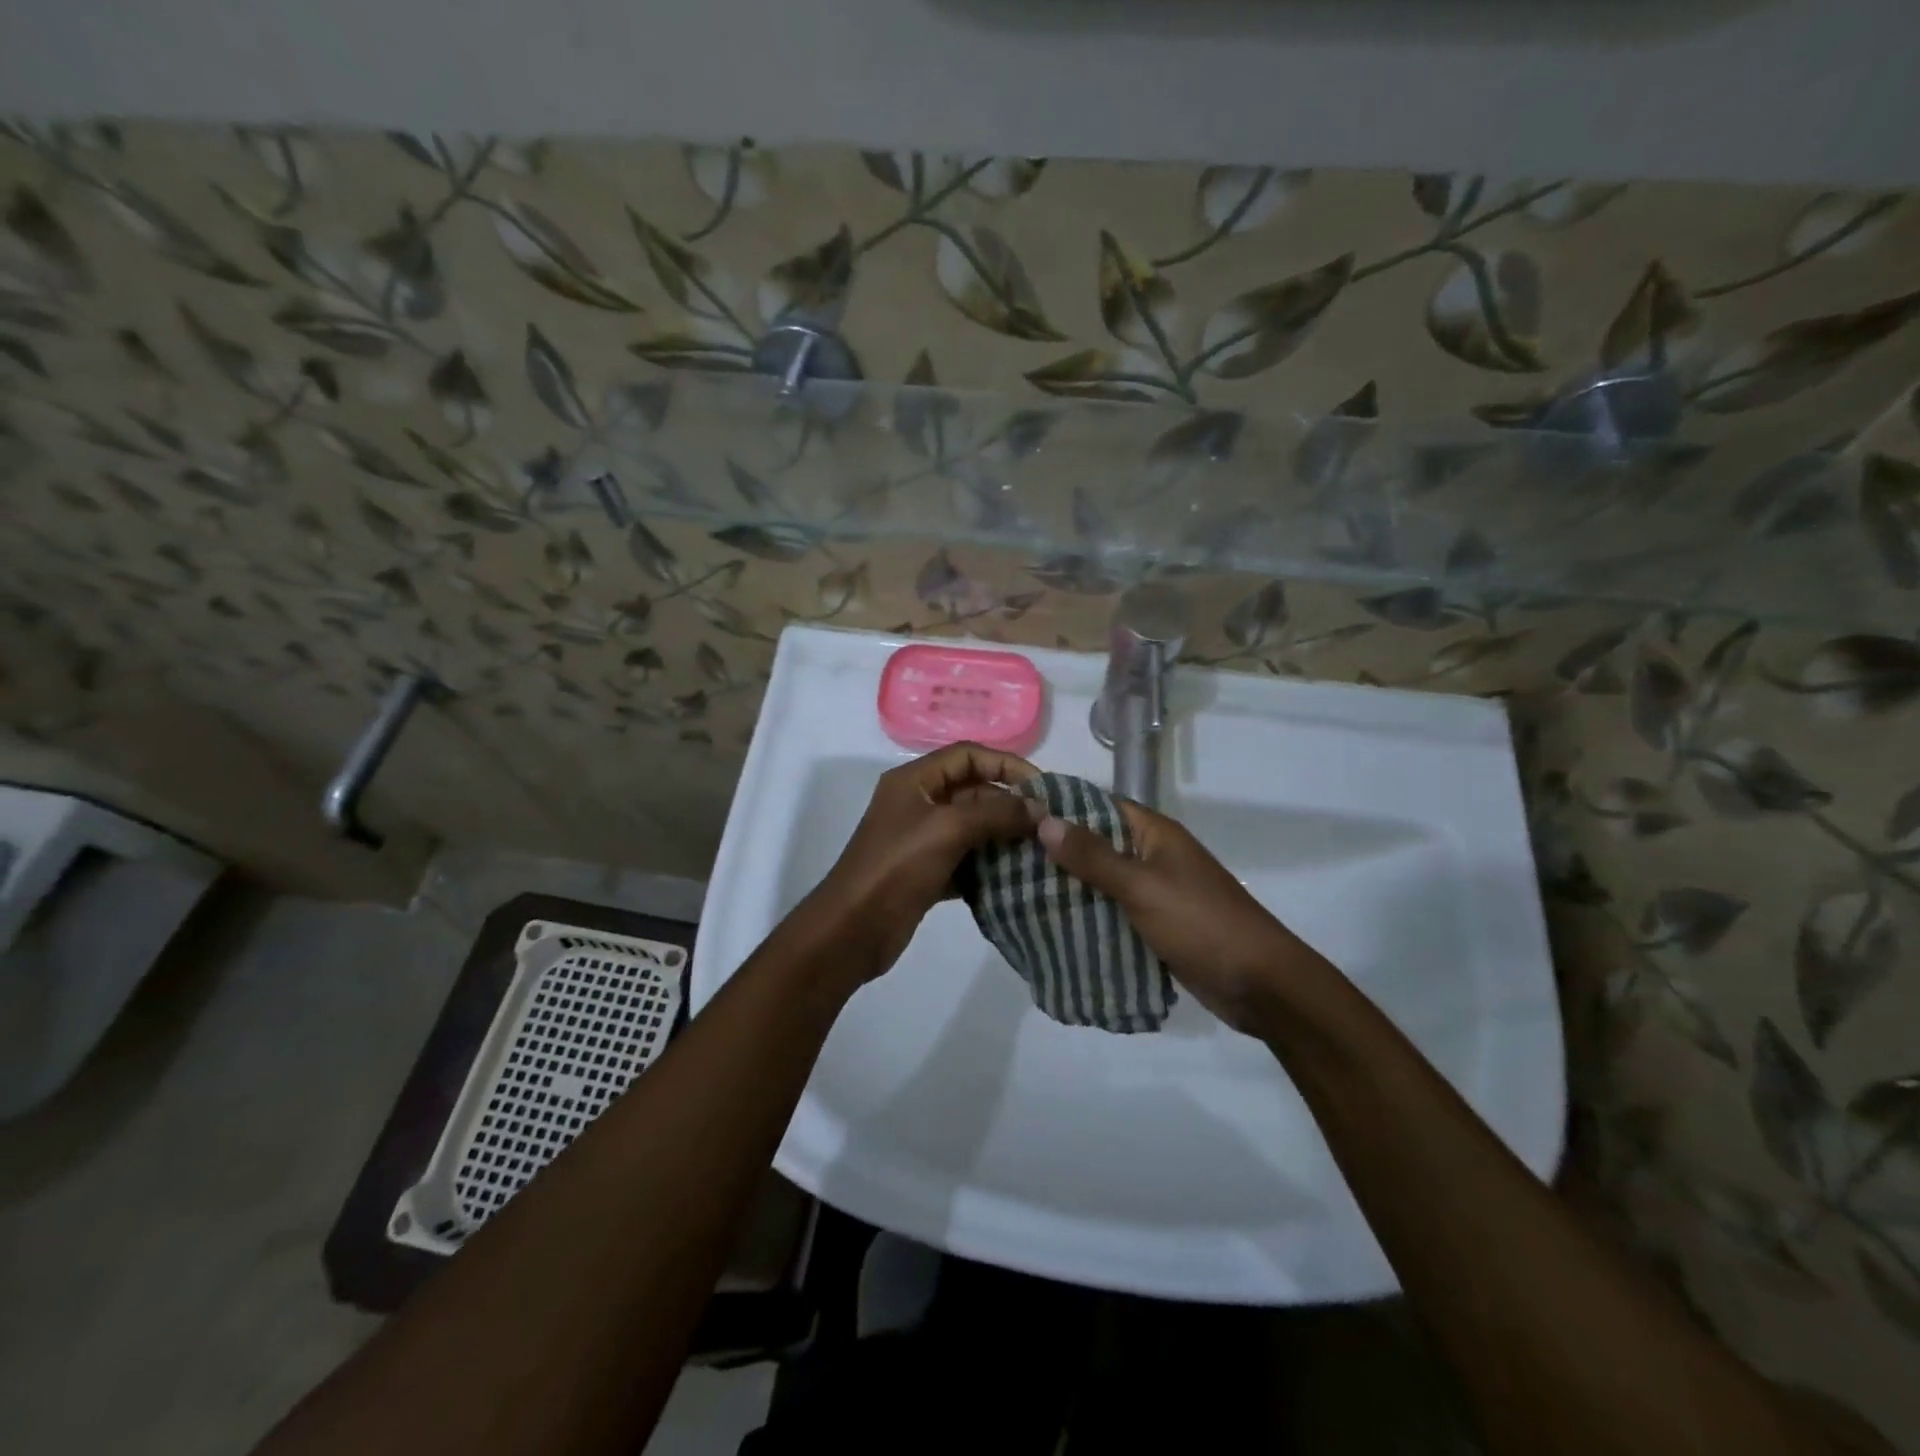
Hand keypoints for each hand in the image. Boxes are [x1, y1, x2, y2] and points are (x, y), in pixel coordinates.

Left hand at [801, 742, 1040, 984]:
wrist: (852, 929)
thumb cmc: (896, 867)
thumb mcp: (947, 829)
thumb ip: (996, 813)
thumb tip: (1040, 809)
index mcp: (914, 781)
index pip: (967, 756)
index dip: (1006, 765)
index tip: (1042, 788)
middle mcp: (917, 804)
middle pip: (972, 791)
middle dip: (1010, 804)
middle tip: (1047, 825)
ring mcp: (921, 840)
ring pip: (972, 827)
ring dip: (1004, 837)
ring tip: (1040, 851)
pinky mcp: (926, 872)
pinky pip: (966, 859)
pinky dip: (989, 866)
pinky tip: (1016, 879)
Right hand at [1037, 801, 1328, 1034]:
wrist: (1260, 985)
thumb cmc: (1201, 924)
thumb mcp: (1142, 887)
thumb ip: (1093, 857)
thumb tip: (1044, 820)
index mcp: (1154, 834)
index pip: (1098, 805)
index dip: (1059, 807)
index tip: (1014, 814)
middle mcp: (1152, 856)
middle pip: (1096, 844)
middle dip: (1056, 852)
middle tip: (1004, 859)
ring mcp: (1154, 892)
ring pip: (1101, 881)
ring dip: (1068, 887)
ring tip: (1016, 891)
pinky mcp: (1154, 925)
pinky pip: (1112, 912)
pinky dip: (1087, 916)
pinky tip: (1051, 925)